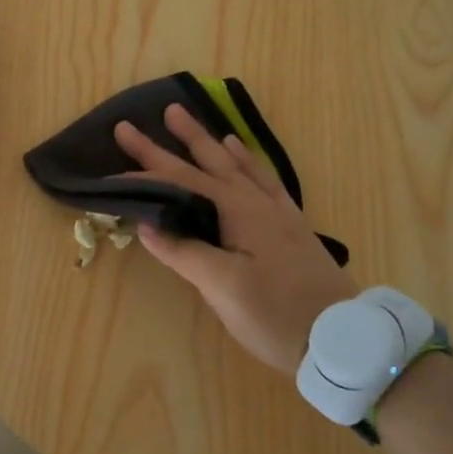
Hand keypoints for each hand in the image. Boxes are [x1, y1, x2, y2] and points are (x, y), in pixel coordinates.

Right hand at [115, 105, 356, 374]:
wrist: (340, 339)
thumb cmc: (275, 314)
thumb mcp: (222, 287)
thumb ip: (183, 251)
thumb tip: (146, 224)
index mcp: (236, 211)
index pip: (180, 182)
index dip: (145, 173)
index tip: (112, 166)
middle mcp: (255, 201)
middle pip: (208, 162)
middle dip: (177, 139)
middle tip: (154, 114)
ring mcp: (276, 212)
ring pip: (236, 165)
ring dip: (210, 142)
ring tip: (191, 120)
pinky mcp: (290, 226)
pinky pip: (264, 179)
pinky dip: (248, 161)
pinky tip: (243, 154)